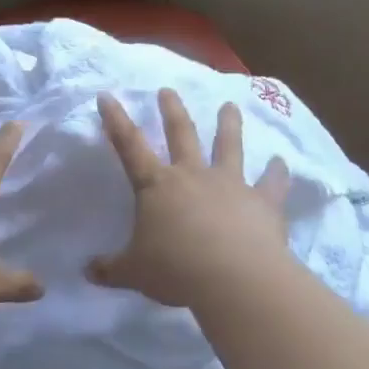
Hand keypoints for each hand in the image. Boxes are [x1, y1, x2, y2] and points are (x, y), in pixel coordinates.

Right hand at [90, 88, 292, 308]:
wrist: (235, 278)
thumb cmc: (176, 270)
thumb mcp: (133, 272)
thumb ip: (110, 269)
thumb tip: (87, 270)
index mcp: (156, 187)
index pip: (129, 146)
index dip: (116, 120)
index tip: (107, 95)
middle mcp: (192, 176)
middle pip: (181, 134)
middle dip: (171, 111)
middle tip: (168, 90)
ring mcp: (230, 185)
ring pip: (229, 146)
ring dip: (229, 124)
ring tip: (230, 105)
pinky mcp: (263, 203)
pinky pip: (272, 183)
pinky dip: (278, 172)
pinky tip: (282, 162)